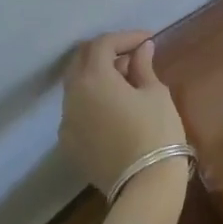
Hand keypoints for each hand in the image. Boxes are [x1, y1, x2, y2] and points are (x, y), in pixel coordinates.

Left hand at [57, 31, 187, 196]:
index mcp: (93, 78)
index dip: (125, 37)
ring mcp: (66, 121)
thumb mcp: (155, 93)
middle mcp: (72, 95)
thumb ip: (143, 66)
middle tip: (132, 55)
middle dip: (105, 52)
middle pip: (81, 60)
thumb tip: (142, 49)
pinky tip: (113, 108)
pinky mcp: (68, 144)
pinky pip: (76, 110)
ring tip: (125, 81)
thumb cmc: (156, 131)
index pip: (103, 44)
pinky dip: (91, 100)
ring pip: (76, 86)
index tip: (147, 40)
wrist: (145, 186)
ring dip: (97, 75)